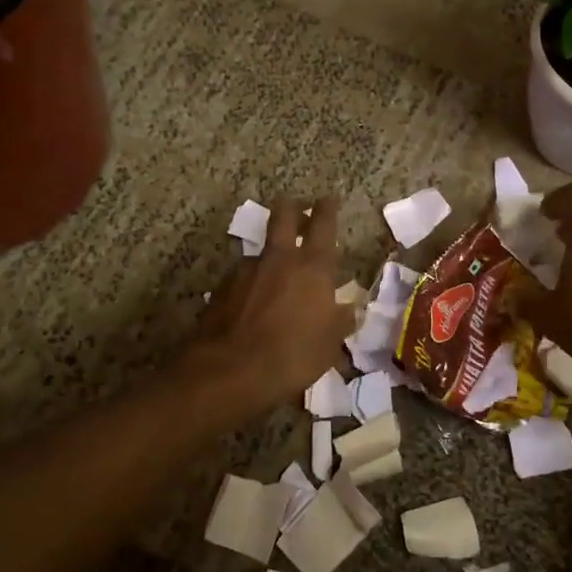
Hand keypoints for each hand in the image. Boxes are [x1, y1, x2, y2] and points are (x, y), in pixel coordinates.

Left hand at [188, 197, 355, 412]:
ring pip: (261, 251)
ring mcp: (245, 270)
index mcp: (312, 267)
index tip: (329, 199)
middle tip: (298, 211)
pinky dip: (251, 285)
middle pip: (283, 215)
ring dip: (270, 257)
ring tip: (275, 280)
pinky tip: (252, 306)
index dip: (328, 208)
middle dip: (292, 208)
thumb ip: (340, 321)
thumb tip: (349, 310)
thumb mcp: (329, 345)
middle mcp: (279, 259)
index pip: (323, 223)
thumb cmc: (292, 356)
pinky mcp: (222, 288)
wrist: (228, 372)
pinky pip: (243, 278)